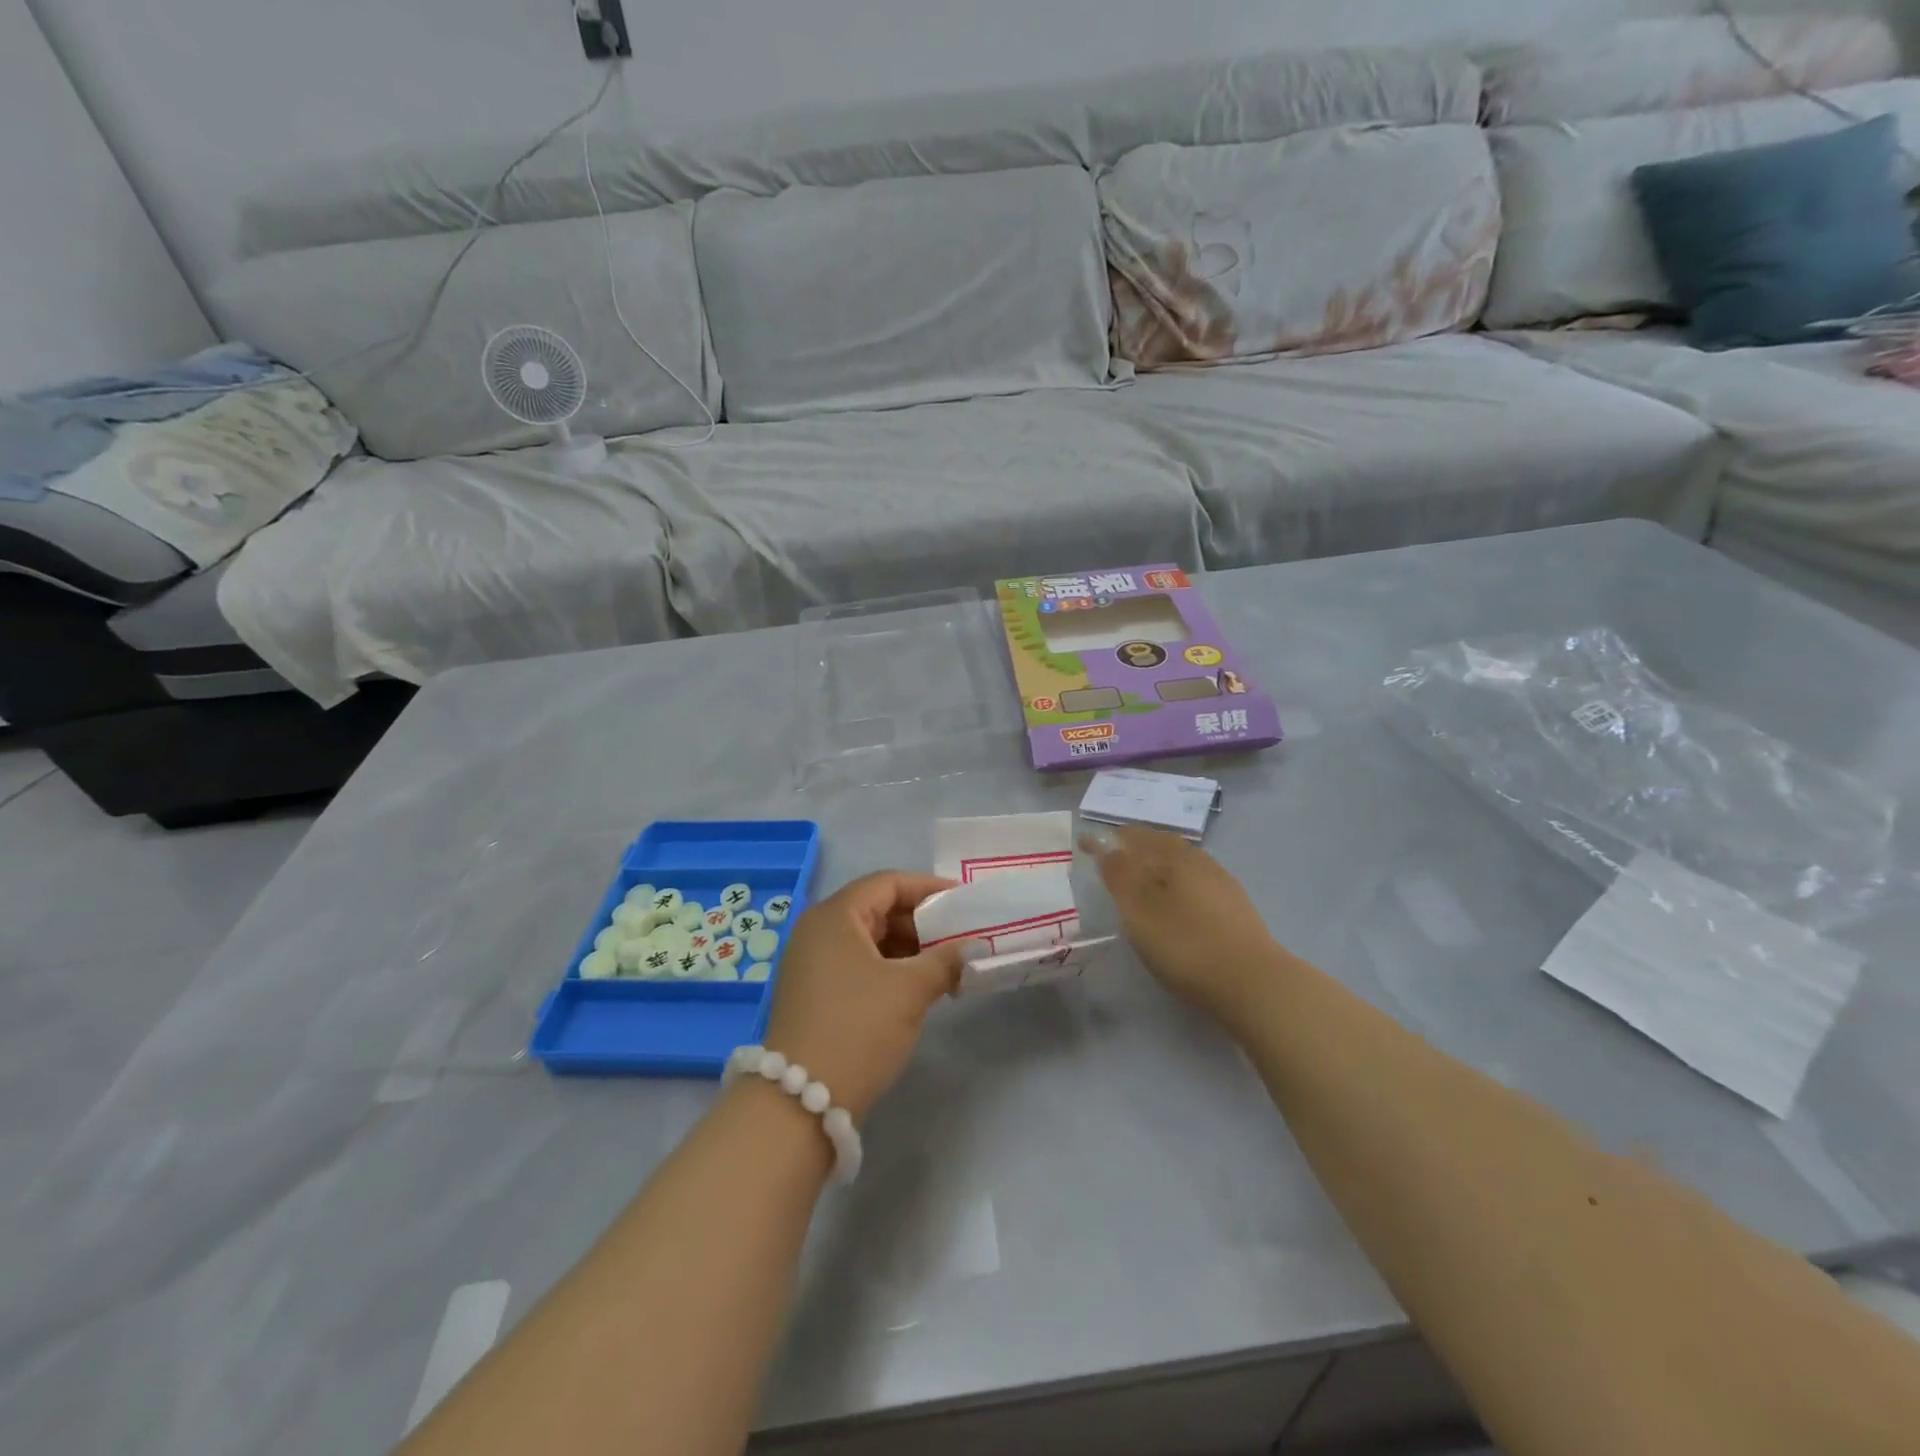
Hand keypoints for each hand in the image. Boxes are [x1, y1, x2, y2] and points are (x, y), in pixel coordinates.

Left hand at [760, 872, 962, 1122]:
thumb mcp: (910, 990)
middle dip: (921, 922)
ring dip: (908, 948)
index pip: (887, 883)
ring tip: (946, 966)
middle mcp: (817, 930)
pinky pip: (858, 964)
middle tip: (959, 938)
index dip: (928, 889)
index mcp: (835, 916)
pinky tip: (917, 988)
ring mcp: (811, 963)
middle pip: (877, 908)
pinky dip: (889, 968)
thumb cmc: (858, 1028)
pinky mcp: (813, 993)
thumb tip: (973, 947)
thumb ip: (946, 960)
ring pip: (869, 939)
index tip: (963, 902)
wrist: (800, 1102)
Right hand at [1081, 825, 1279, 1021]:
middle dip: (1134, 847)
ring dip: (1157, 865)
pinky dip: (1176, 884)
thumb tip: (1105, 846)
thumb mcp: (1140, 910)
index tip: (1086, 844)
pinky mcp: (1235, 908)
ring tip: (1140, 881)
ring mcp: (1221, 883)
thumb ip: (1119, 875)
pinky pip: (1195, 883)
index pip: (1133, 836)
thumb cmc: (1186, 943)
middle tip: (1112, 859)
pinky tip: (1174, 904)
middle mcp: (1199, 860)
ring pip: (1181, 863)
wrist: (1254, 984)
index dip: (1108, 839)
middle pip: (1160, 844)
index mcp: (1173, 855)